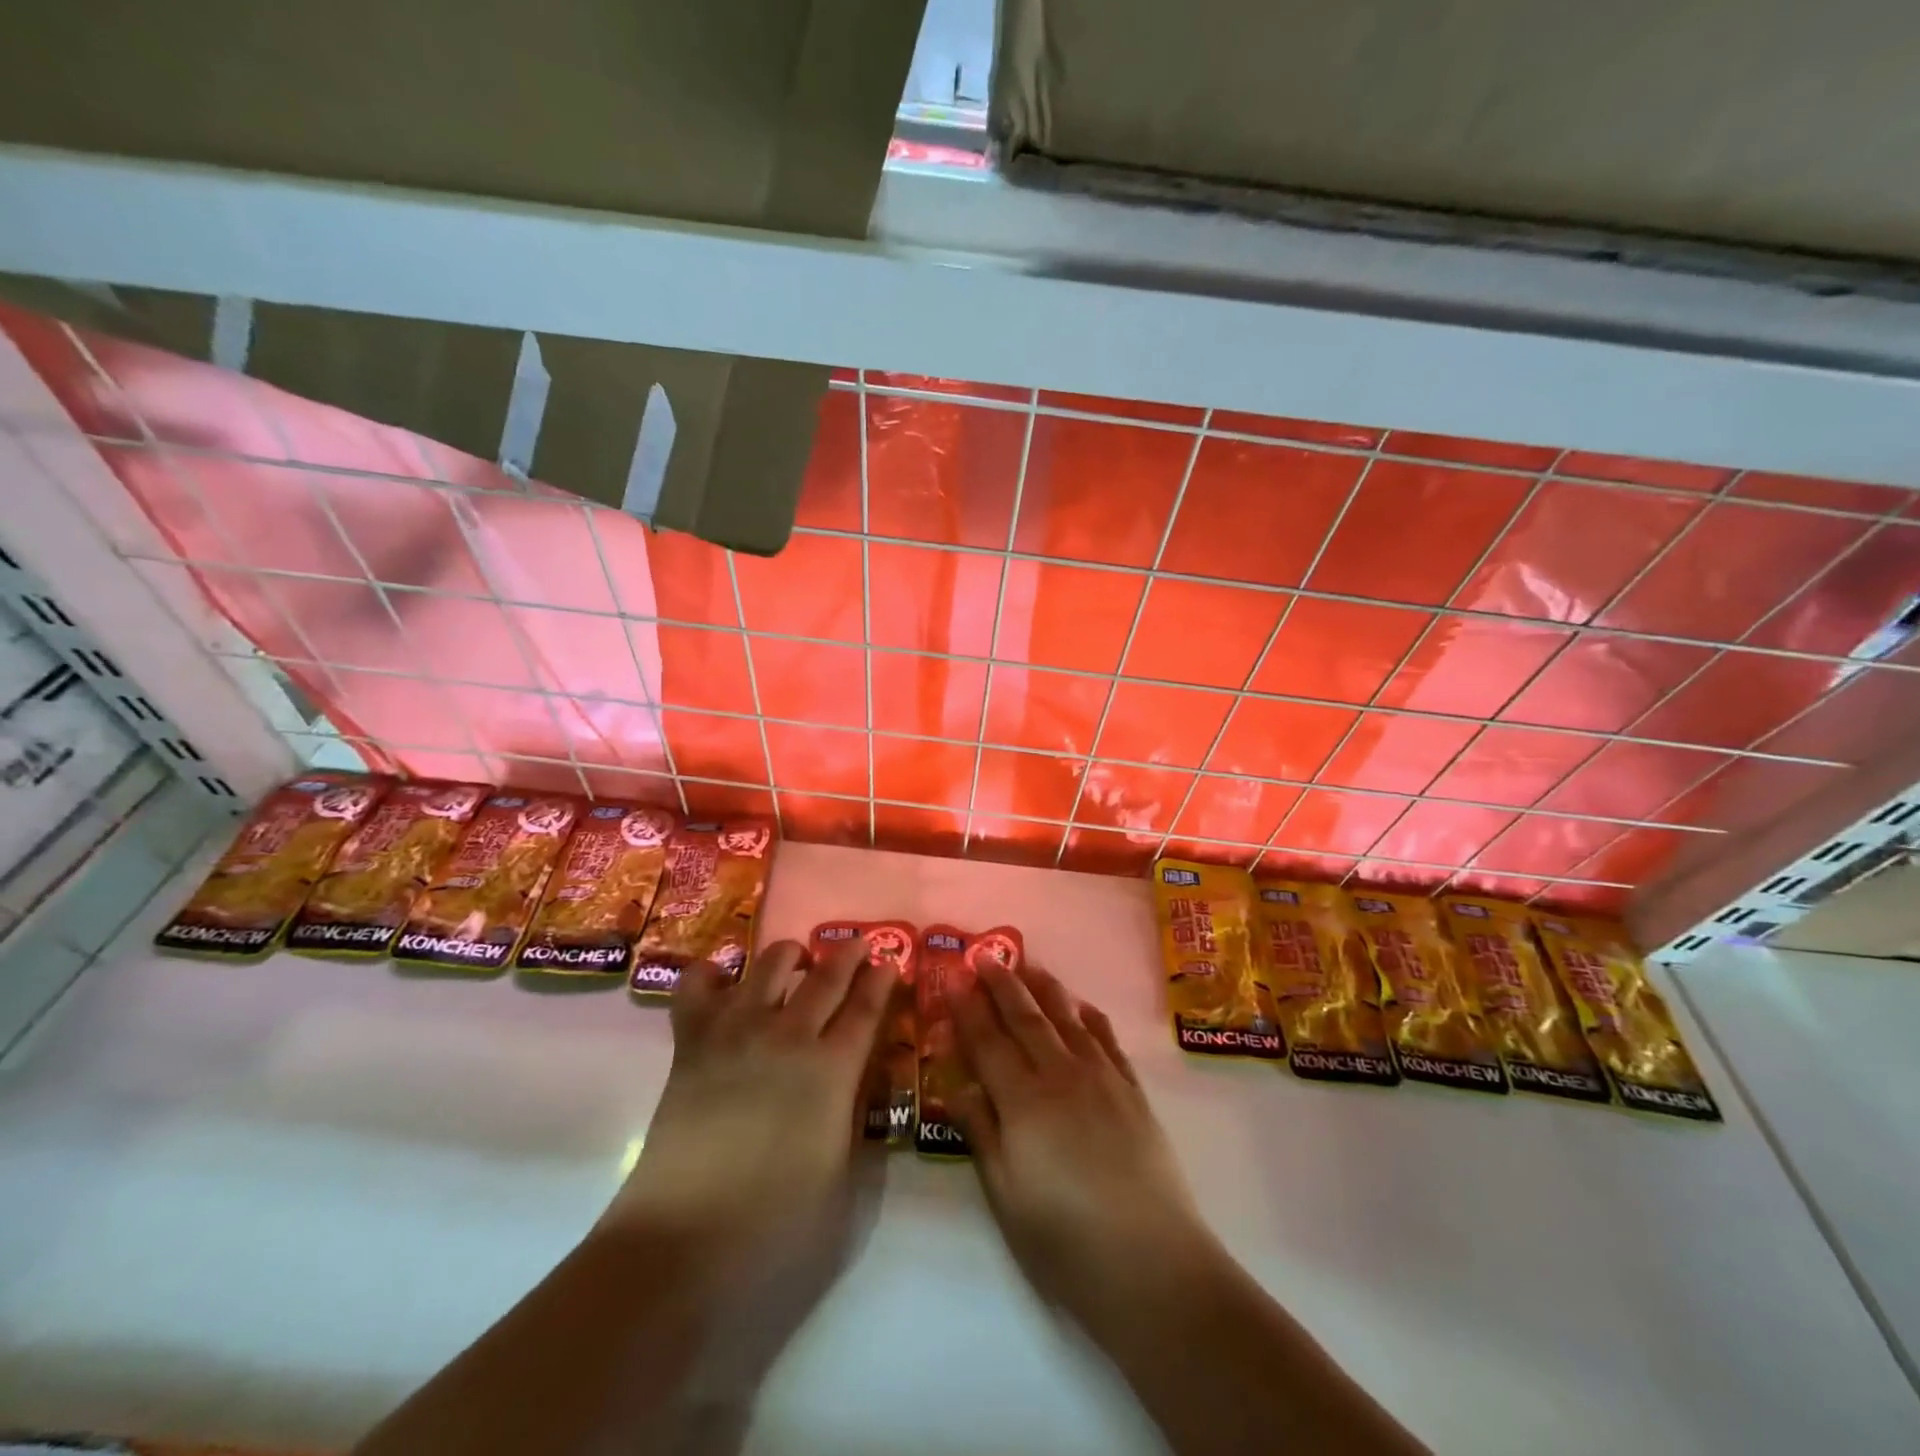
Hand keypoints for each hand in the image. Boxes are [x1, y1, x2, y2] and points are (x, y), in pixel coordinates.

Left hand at [606, 939, 895, 1380]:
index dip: (883, 981)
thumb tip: (856, 1087)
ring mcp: (737, 1033)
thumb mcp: (843, 1185)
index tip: (891, 962)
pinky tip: (725, 981)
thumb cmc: (774, 1230)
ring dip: (791, 955)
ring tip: (797, 961)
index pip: (867, 1009)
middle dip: (848, 955)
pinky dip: (713, 974)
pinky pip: (698, 987)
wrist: (680, 1247)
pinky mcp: (692, 1044)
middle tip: (859, 946)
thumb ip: (854, 1124)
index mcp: (833, 1071)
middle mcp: (789, 1037)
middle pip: (826, 977)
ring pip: (771, 964)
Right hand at [950, 960, 1217, 1319]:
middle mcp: (1061, 1076)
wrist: (1153, 1264)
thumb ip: (981, 1133)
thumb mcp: (1006, 1196)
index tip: (954, 979)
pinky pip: (1107, 1040)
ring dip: (1045, 988)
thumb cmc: (1066, 1241)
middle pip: (1026, 1019)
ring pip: (1067, 1019)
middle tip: (985, 957)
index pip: (988, 1042)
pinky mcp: (1133, 1092)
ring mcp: (1102, 1079)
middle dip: (1002, 985)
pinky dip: (1090, 1017)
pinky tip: (1081, 1005)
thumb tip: (955, 1085)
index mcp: (1024, 1102)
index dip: (968, 1010)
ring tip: (1028, 964)